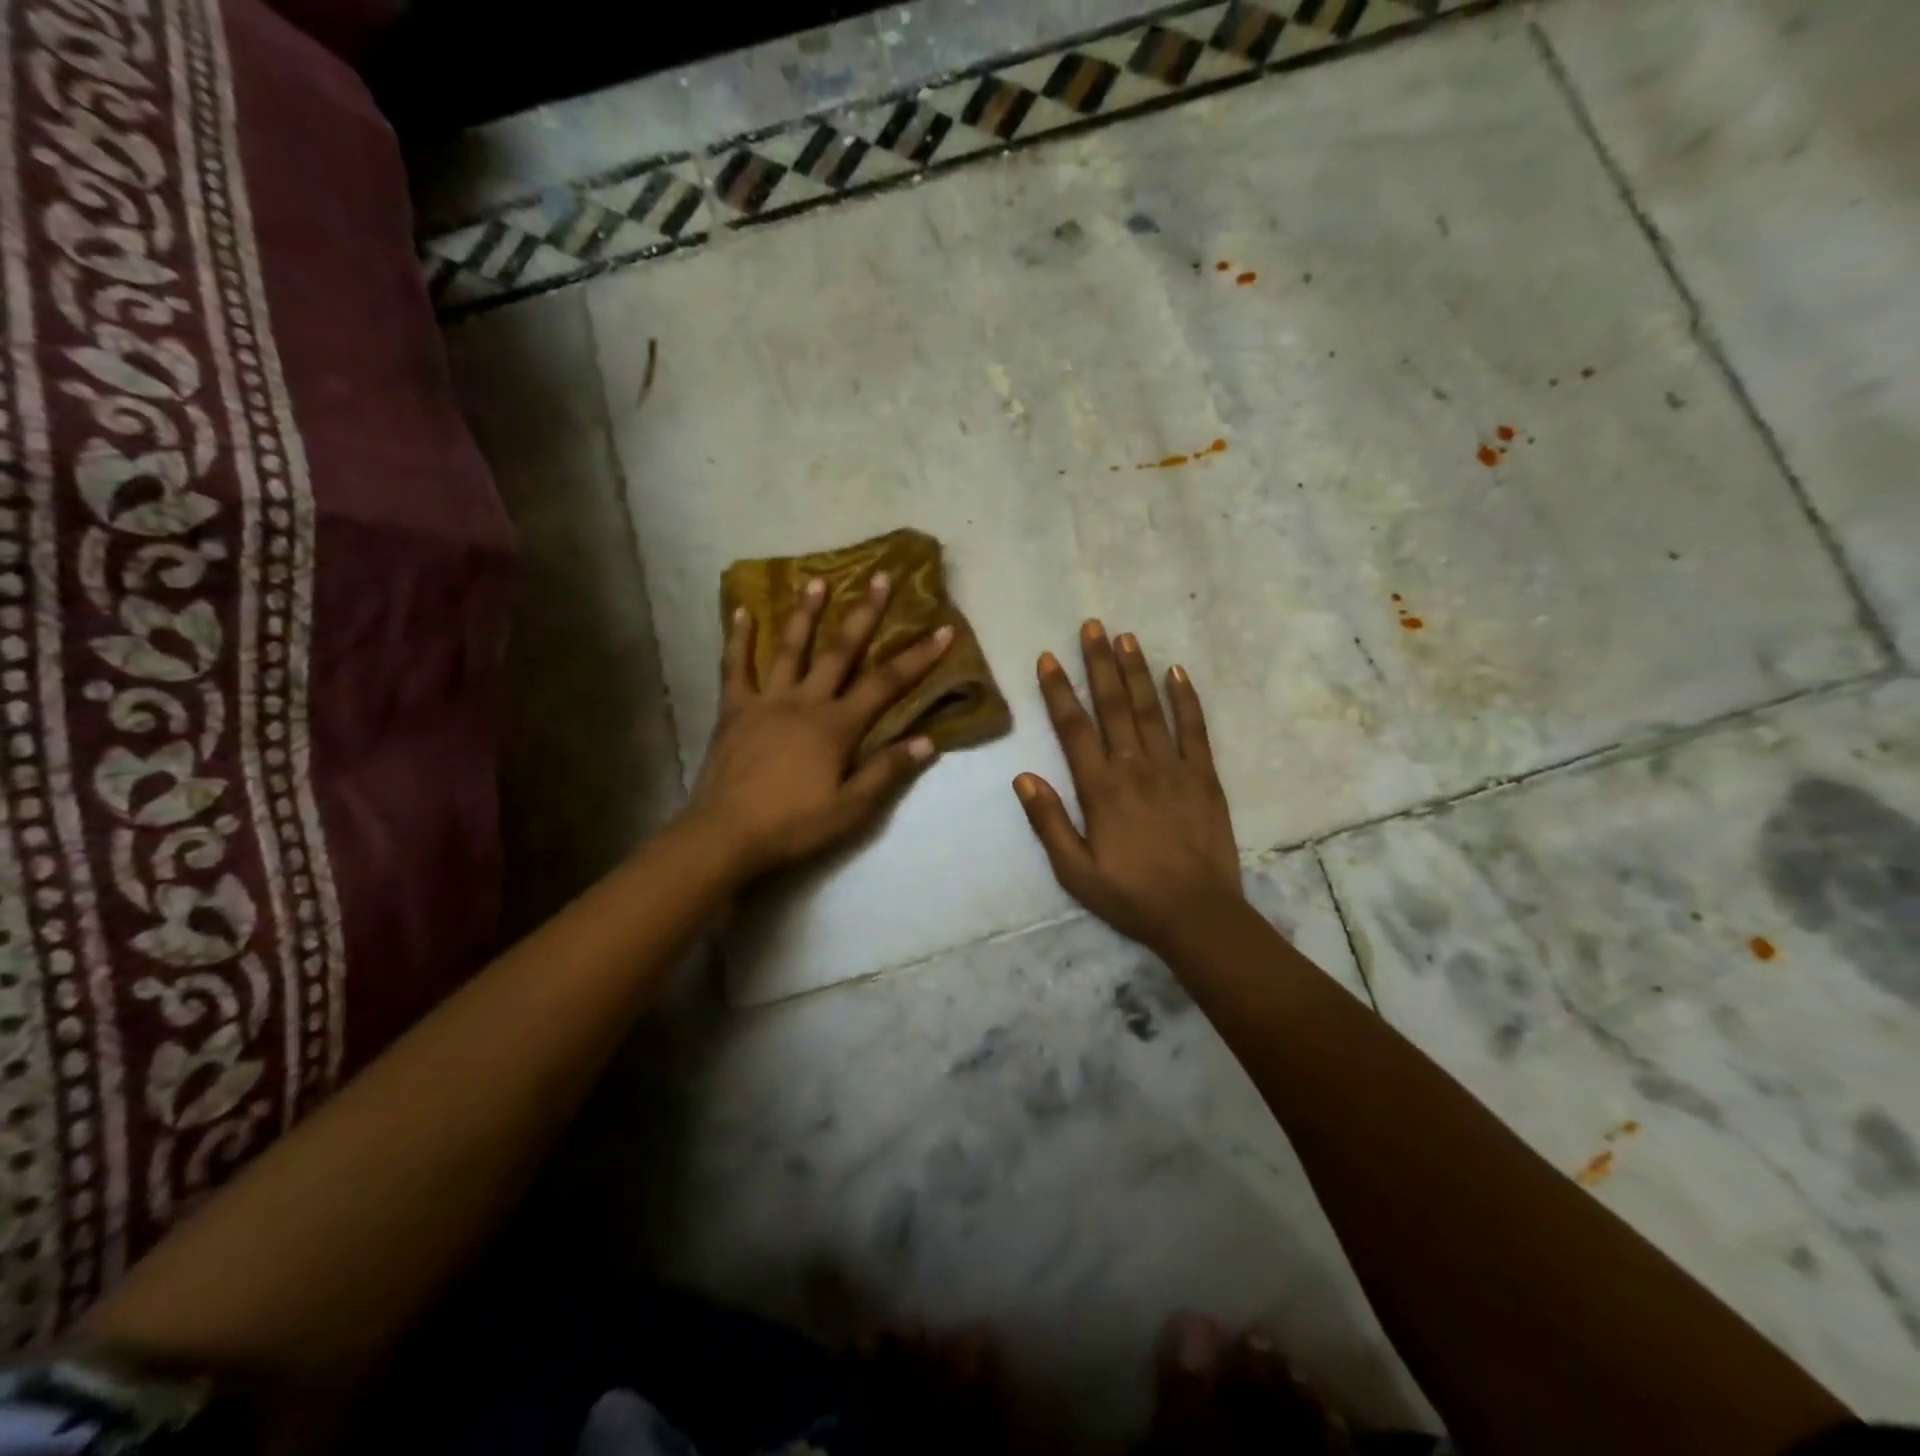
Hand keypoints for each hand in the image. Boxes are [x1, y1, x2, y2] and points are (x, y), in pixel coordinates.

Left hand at [688, 573, 952, 879]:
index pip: (886, 684)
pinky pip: (736, 668)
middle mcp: (804, 702)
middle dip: (865, 614)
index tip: (941, 629)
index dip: (917, 657)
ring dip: (805, 613)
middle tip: (880, 577)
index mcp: (836, 726)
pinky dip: (738, 639)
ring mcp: (766, 701)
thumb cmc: (793, 825)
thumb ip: (886, 771)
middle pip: (840, 651)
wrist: (725, 835)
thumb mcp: (850, 809)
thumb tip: (927, 740)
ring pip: (790, 648)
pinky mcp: (734, 710)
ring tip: (816, 580)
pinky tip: (741, 612)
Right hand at [1014, 622, 1242, 952]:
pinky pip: (1195, 728)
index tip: (1048, 658)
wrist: (1197, 915)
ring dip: (1136, 670)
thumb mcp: (1074, 870)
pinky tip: (1177, 671)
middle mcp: (1135, 767)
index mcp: (1100, 788)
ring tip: (1125, 637)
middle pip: (1114, 705)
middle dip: (1099, 663)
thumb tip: (1022, 776)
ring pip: (1151, 708)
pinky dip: (1186, 698)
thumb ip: (1047, 821)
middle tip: (1092, 626)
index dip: (1059, 691)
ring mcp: (1173, 767)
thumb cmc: (1129, 895)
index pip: (1074, 728)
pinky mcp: (1205, 776)